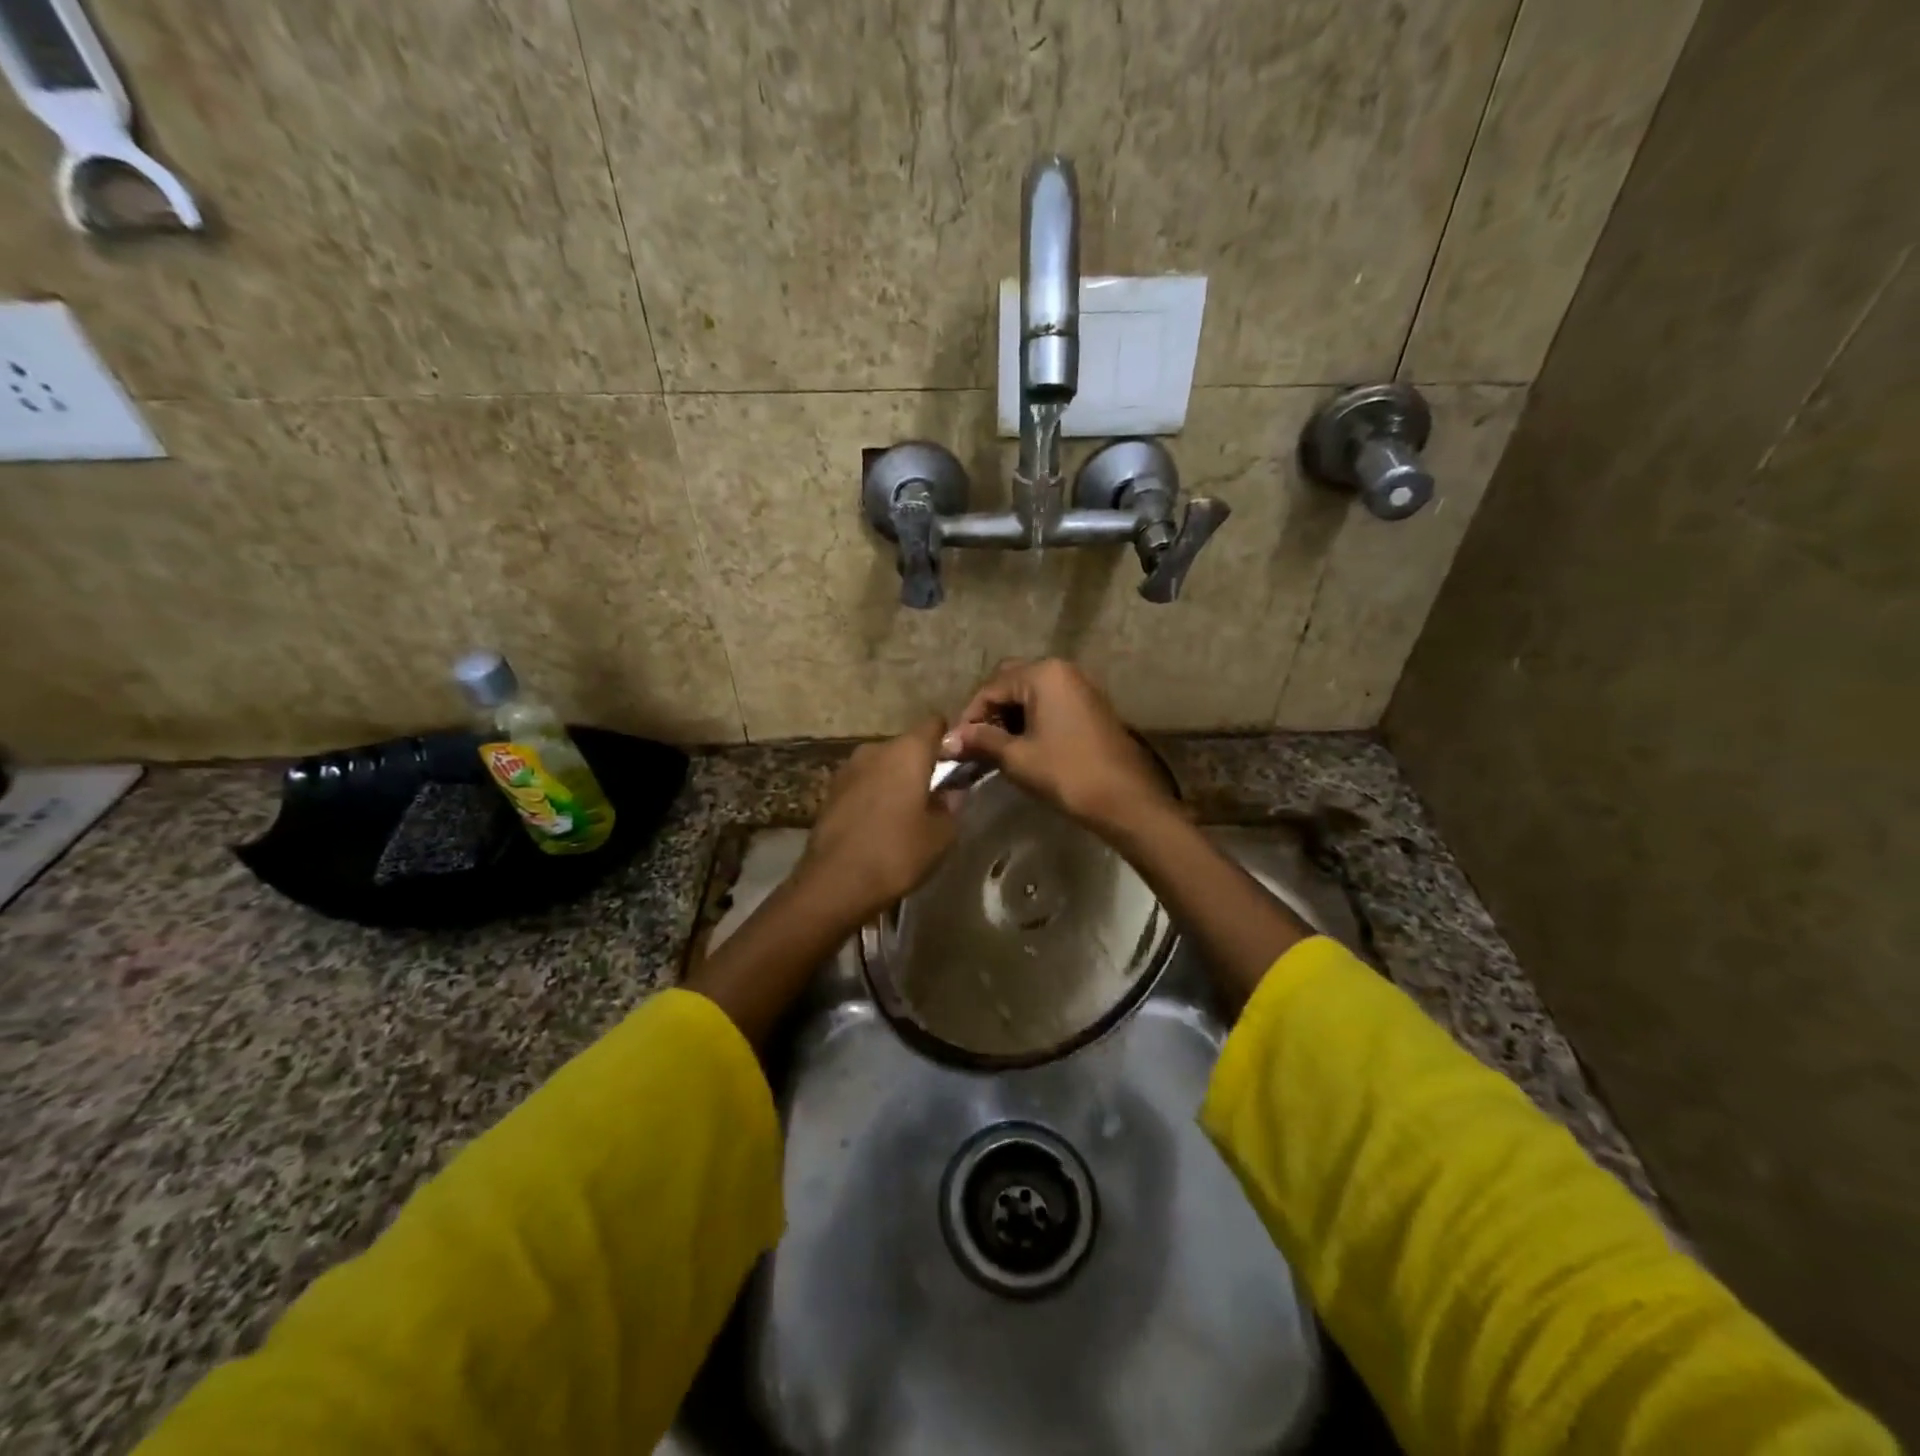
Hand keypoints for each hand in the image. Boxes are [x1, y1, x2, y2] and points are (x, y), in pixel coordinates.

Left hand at [797, 717, 957, 923]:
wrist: (835, 883)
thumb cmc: (897, 853)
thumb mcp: (941, 835)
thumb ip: (952, 804)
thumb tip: (952, 790)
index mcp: (908, 751)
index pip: (935, 724)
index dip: (949, 740)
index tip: (958, 763)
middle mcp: (875, 749)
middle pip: (907, 745)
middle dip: (921, 764)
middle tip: (935, 795)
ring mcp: (848, 768)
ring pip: (882, 764)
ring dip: (895, 780)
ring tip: (905, 812)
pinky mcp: (830, 790)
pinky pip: (863, 783)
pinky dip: (874, 794)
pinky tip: (879, 823)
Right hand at [942, 659, 1176, 835]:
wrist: (1125, 799)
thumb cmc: (1067, 773)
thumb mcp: (1017, 757)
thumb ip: (981, 740)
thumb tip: (947, 740)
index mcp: (1043, 674)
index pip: (991, 687)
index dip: (969, 716)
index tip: (956, 745)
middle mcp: (1062, 670)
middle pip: (1011, 683)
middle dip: (989, 712)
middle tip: (975, 743)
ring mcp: (1080, 686)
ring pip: (1030, 694)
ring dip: (1009, 717)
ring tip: (994, 749)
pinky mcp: (1090, 706)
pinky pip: (1050, 703)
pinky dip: (1030, 720)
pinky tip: (1021, 746)